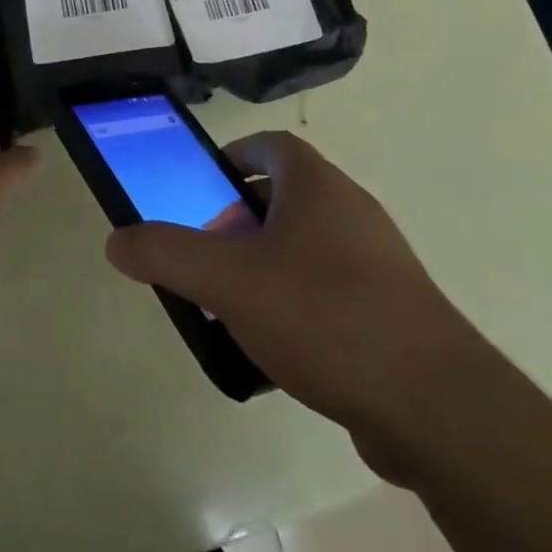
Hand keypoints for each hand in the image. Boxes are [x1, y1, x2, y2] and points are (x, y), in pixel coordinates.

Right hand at [105, 131, 495, 482]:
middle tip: (209, 257)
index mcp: (317, 185)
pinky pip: (332, 293)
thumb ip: (167, 254)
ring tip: (234, 309)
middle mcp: (352, 210)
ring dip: (267, 268)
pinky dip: (299, 308)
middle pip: (284, 198)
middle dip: (239, 223)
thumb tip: (116, 240)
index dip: (232, 159)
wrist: (436, 406)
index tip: (202, 190)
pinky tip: (278, 354)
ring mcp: (379, 262)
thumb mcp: (228, 281)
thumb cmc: (324, 315)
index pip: (269, 145)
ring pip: (307, 249)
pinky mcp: (395, 312)